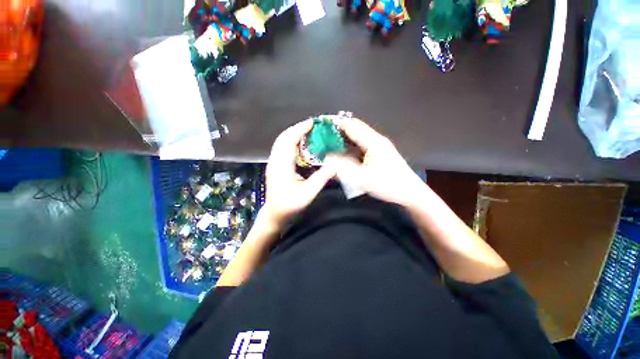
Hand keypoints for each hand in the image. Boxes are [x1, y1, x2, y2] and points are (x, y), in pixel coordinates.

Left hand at [262, 120, 335, 227]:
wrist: (275, 215)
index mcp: (282, 166)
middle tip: (312, 125)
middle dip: (297, 129)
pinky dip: (291, 142)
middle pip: (283, 138)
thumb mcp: (307, 194)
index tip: (312, 123)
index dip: (300, 129)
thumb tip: (334, 165)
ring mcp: (273, 163)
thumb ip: (320, 179)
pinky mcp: (275, 166)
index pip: (289, 141)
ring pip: (281, 142)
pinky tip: (300, 144)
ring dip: (293, 134)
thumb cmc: (289, 207)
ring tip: (308, 132)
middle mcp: (275, 161)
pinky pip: (282, 148)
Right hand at [328, 117, 425, 206]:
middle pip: (355, 127)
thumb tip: (327, 158)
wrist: (410, 192)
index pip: (352, 126)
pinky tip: (343, 149)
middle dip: (339, 128)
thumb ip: (343, 167)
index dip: (336, 123)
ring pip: (359, 135)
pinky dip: (351, 143)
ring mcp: (379, 145)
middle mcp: (376, 139)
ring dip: (345, 135)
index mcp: (373, 142)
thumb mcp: (362, 179)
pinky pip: (362, 143)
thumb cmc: (388, 185)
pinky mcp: (379, 152)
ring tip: (330, 140)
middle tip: (324, 133)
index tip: (322, 124)